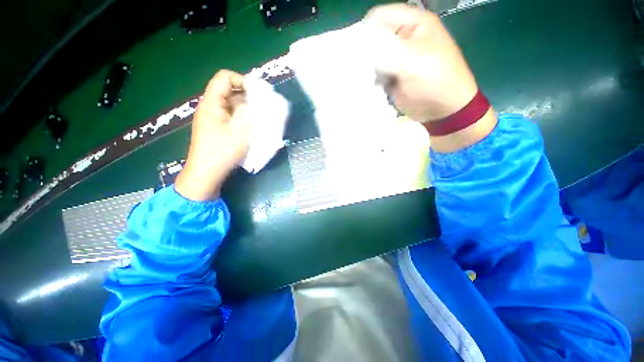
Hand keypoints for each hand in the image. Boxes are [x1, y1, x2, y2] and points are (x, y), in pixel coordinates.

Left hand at [175, 70, 248, 200]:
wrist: (206, 174)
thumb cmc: (222, 152)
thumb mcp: (239, 130)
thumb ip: (248, 112)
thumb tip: (256, 100)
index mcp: (211, 103)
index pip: (225, 77)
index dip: (242, 80)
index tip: (258, 94)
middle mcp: (210, 107)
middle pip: (229, 91)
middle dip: (248, 97)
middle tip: (263, 108)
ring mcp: (213, 118)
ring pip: (232, 105)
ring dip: (247, 109)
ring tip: (260, 119)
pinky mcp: (217, 128)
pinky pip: (231, 116)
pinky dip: (242, 118)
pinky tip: (251, 128)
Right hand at [365, 4, 477, 120]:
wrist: (443, 110)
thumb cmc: (436, 81)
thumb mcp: (413, 61)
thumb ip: (386, 51)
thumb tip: (358, 48)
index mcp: (414, 24)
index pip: (379, 16)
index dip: (365, 31)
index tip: (356, 52)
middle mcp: (404, 38)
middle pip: (374, 38)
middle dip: (364, 53)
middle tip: (358, 70)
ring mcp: (398, 59)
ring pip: (373, 58)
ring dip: (366, 70)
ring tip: (363, 81)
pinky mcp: (393, 77)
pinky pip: (376, 74)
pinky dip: (370, 81)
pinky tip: (368, 88)